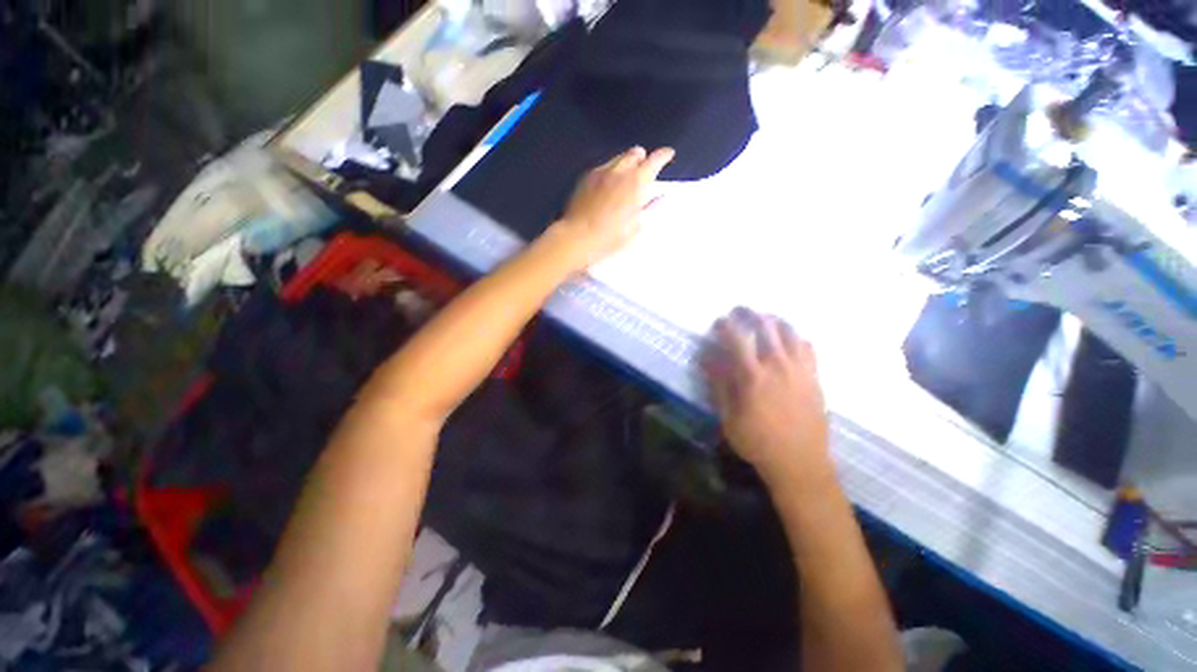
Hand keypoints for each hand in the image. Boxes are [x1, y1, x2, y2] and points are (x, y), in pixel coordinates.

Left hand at [547, 146, 673, 269]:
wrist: (578, 237)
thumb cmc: (611, 236)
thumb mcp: (637, 226)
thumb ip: (651, 208)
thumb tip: (661, 196)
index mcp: (636, 182)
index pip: (655, 160)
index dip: (664, 155)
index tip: (668, 154)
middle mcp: (619, 171)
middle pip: (635, 153)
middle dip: (643, 157)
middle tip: (646, 165)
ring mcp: (601, 172)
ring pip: (618, 157)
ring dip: (627, 161)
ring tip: (628, 172)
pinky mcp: (586, 178)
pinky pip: (603, 166)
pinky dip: (611, 169)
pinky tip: (609, 181)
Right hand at [704, 308, 831, 485]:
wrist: (800, 463)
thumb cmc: (757, 441)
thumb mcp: (728, 416)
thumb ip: (718, 383)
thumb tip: (706, 358)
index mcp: (753, 375)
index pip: (737, 338)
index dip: (726, 325)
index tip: (719, 322)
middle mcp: (778, 365)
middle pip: (766, 326)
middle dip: (750, 314)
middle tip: (741, 311)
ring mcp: (800, 370)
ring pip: (789, 332)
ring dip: (774, 321)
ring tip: (764, 319)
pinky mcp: (814, 377)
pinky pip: (808, 347)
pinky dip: (796, 337)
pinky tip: (789, 341)